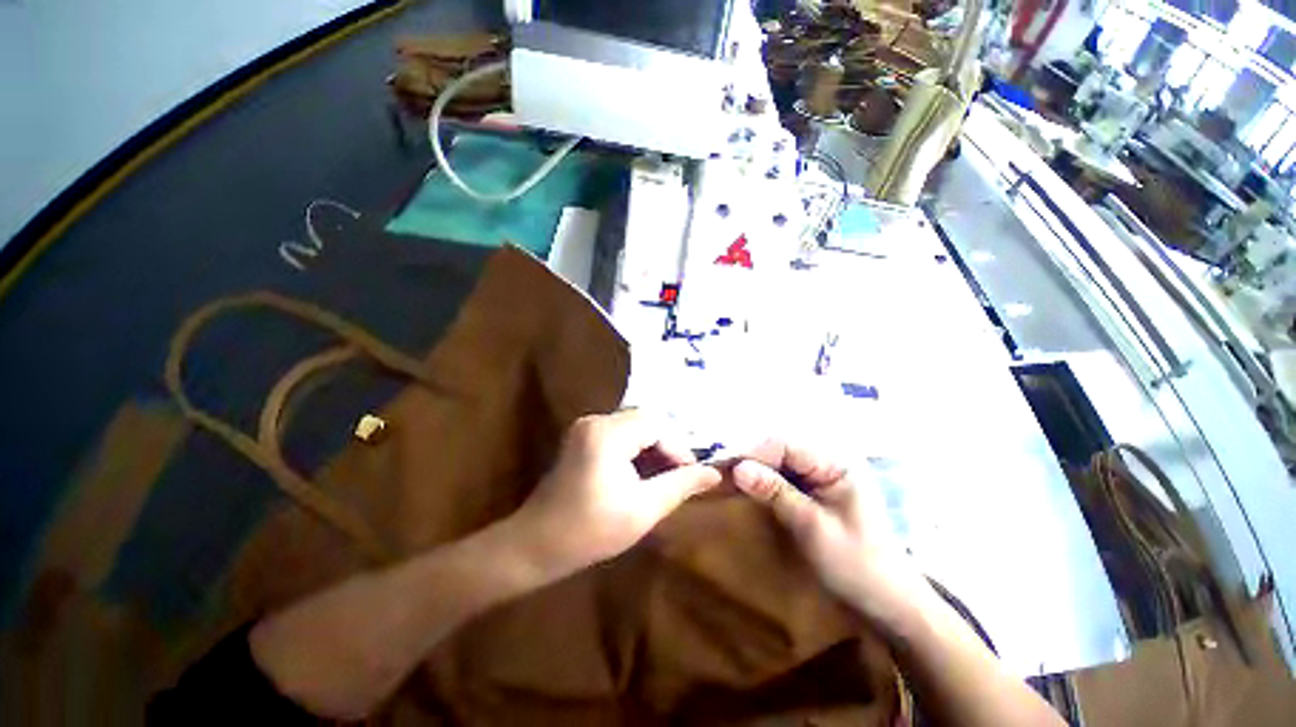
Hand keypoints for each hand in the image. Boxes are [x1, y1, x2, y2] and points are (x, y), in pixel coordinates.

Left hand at [511, 410, 721, 576]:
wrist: (535, 545)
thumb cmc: (590, 531)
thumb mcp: (642, 510)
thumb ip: (680, 486)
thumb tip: (714, 473)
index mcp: (607, 433)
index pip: (657, 425)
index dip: (679, 447)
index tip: (691, 474)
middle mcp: (596, 420)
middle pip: (646, 421)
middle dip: (668, 445)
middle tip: (682, 474)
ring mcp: (586, 426)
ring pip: (635, 426)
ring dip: (654, 447)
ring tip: (667, 475)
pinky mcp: (583, 436)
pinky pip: (621, 433)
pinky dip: (638, 448)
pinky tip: (644, 471)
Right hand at [732, 441, 932, 627]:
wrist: (886, 603)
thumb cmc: (856, 565)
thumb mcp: (811, 527)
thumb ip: (775, 492)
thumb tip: (738, 468)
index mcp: (837, 462)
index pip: (785, 445)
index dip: (753, 453)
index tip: (724, 468)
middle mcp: (827, 461)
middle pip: (779, 450)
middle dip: (749, 460)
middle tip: (719, 474)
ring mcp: (820, 476)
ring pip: (777, 462)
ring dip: (753, 471)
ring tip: (725, 480)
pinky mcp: (813, 491)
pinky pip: (782, 477)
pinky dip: (762, 482)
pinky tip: (745, 488)